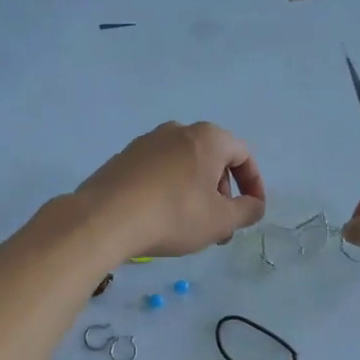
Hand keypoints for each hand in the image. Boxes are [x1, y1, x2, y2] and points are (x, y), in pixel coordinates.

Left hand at [74, 121, 267, 259]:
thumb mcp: (221, 220)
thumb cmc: (174, 215)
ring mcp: (146, 143)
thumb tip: (255, 205)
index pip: (243, 155)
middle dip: (223, 194)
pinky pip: (159, 173)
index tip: (251, 211)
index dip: (254, 185)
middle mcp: (177, 131)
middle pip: (212, 160)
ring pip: (185, 167)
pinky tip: (162, 220)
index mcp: (207, 138)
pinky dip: (170, 192)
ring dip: (197, 195)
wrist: (105, 218)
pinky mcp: (123, 159)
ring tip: (193, 228)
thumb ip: (247, 211)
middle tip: (221, 227)